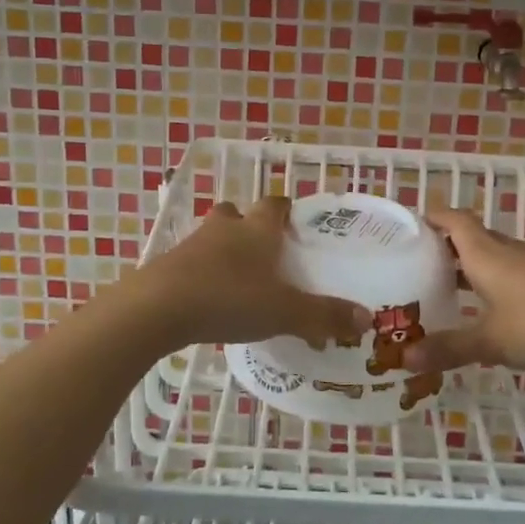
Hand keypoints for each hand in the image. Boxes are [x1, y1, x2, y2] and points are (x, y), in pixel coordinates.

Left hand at [135, 197, 370, 350]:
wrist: (158, 308)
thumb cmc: (229, 299)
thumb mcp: (284, 312)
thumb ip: (324, 316)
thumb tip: (366, 320)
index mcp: (258, 229)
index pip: (276, 204)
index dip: (287, 210)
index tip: (296, 224)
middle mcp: (226, 228)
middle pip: (238, 213)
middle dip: (251, 227)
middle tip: (266, 253)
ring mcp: (193, 244)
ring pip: (213, 236)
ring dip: (225, 250)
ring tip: (239, 279)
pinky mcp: (169, 265)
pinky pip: (192, 262)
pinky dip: (203, 273)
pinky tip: (210, 299)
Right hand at [404, 205, 524, 373]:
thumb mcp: (490, 341)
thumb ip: (449, 348)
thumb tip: (405, 358)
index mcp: (484, 254)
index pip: (453, 220)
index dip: (431, 218)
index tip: (409, 230)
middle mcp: (506, 251)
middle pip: (470, 236)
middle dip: (444, 247)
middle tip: (418, 267)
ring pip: (492, 256)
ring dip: (469, 267)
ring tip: (446, 289)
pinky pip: (510, 273)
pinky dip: (491, 283)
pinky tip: (488, 311)